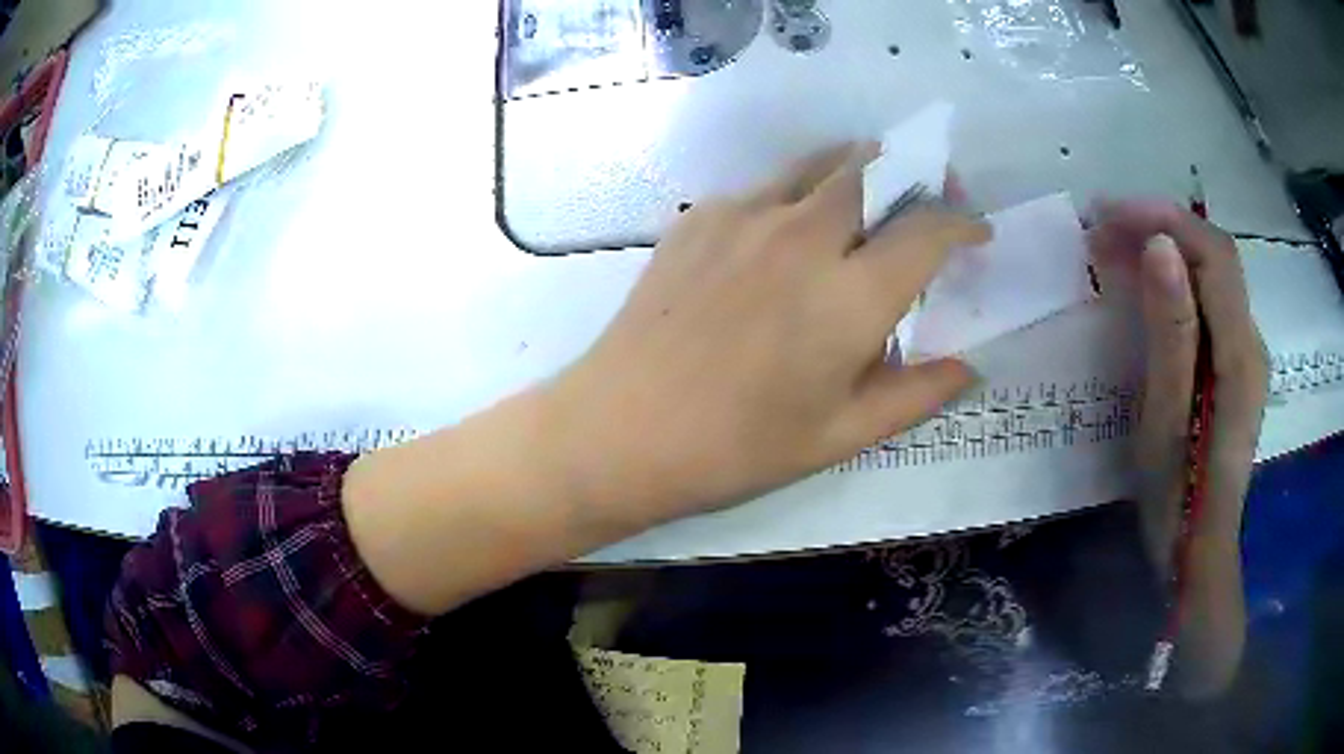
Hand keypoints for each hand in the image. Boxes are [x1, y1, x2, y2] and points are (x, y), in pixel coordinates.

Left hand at [548, 145, 988, 525]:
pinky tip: (789, 234)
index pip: (928, 230)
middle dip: (917, 175)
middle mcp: (804, 235)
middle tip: (928, 198)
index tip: (977, 231)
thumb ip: (916, 394)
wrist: (621, 429)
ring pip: (820, 162)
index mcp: (849, 295)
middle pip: (875, 169)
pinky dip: (798, 194)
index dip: (963, 223)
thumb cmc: (736, 448)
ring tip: (871, 197)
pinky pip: (767, 186)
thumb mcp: (840, 437)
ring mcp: (744, 215)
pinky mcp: (699, 216)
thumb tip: (968, 365)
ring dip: (860, 168)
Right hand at [1090, 200, 1268, 696]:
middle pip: (1215, 256)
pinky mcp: (1236, 366)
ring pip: (1212, 274)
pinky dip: (1176, 278)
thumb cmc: (1177, 496)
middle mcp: (1251, 340)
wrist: (1197, 552)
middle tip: (1103, 227)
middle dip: (1161, 225)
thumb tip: (1161, 248)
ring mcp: (1247, 353)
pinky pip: (1210, 301)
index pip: (1212, 253)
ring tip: (1116, 248)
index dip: (1165, 218)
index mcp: (1239, 353)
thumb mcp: (1166, 419)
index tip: (1110, 213)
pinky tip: (1147, 287)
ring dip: (1167, 247)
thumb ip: (1172, 333)